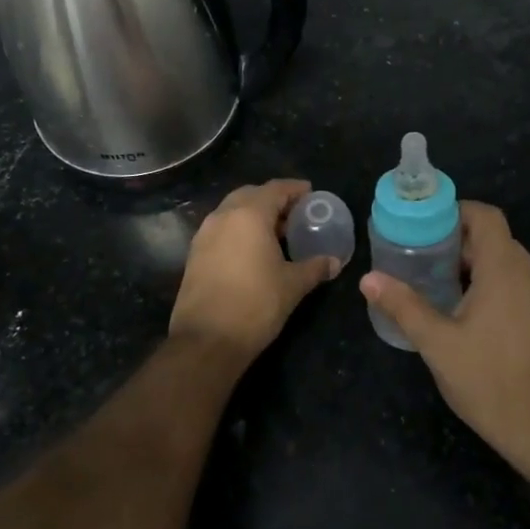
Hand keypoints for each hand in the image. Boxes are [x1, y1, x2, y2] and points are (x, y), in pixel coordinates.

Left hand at [170, 179, 339, 363]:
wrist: (206, 340)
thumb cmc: (256, 305)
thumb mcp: (292, 285)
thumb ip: (314, 268)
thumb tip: (334, 262)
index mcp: (248, 215)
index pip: (275, 189)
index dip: (295, 189)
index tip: (311, 193)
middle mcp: (223, 217)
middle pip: (250, 195)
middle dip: (272, 199)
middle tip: (294, 213)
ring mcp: (204, 235)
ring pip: (232, 212)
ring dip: (254, 214)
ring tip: (276, 232)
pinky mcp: (195, 254)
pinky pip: (221, 229)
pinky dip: (238, 230)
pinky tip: (253, 250)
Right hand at [360, 201, 529, 477]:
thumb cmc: (487, 379)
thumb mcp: (436, 342)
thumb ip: (403, 305)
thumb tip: (368, 278)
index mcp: (503, 270)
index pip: (486, 217)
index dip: (456, 211)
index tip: (424, 224)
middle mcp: (525, 276)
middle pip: (493, 237)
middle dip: (456, 238)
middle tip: (419, 251)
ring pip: (502, 262)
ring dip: (470, 261)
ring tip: (432, 277)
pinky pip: (510, 283)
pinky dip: (484, 281)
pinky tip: (457, 308)